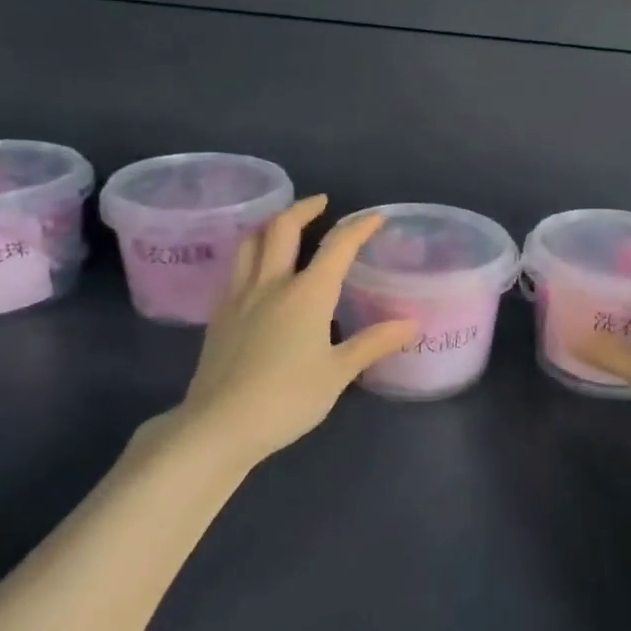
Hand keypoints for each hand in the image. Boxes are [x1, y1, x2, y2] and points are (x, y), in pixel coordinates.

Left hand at [145, 197, 416, 475]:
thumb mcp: (337, 373)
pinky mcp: (219, 315)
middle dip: (304, 208)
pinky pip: (236, 268)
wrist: (218, 426)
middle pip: (282, 228)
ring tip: (284, 224)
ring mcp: (239, 296)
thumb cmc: (287, 398)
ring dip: (270, 224)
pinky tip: (258, 270)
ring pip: (250, 242)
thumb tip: (411, 324)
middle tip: (321, 203)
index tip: (375, 217)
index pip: (338, 246)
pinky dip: (252, 253)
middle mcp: (271, 284)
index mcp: (308, 293)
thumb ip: (373, 343)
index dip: (359, 227)